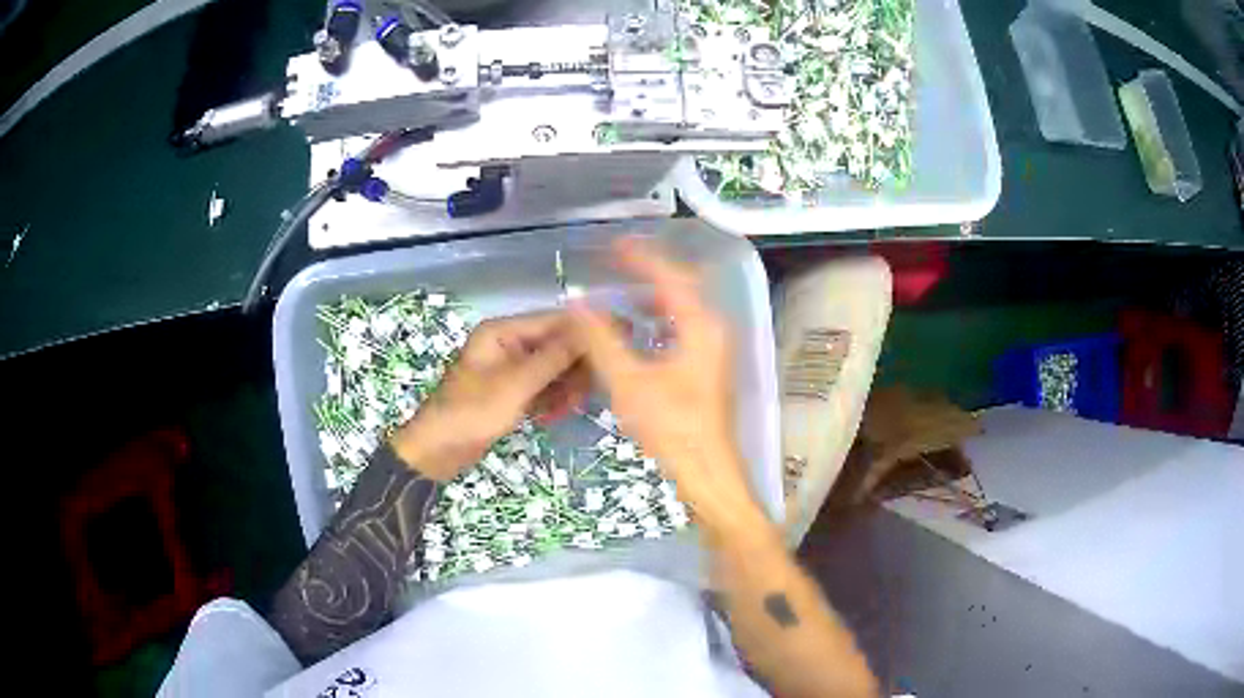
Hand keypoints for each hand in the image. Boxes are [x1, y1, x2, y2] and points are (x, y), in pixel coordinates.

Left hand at [391, 312, 586, 479]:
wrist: (437, 452)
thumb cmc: (471, 413)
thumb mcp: (516, 384)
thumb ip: (554, 356)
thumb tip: (590, 327)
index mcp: (502, 332)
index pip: (554, 320)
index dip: (588, 328)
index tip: (625, 333)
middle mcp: (508, 344)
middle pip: (556, 345)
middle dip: (575, 366)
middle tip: (592, 389)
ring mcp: (510, 369)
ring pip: (553, 370)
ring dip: (565, 387)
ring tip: (567, 408)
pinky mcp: (511, 392)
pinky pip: (542, 388)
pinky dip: (550, 400)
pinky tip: (551, 417)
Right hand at [571, 238, 764, 537]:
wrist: (707, 472)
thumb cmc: (672, 428)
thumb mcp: (629, 383)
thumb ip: (600, 340)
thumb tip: (577, 303)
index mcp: (700, 326)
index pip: (670, 276)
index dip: (641, 257)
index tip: (613, 245)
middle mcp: (712, 330)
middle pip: (679, 288)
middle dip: (645, 275)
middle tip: (612, 266)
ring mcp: (712, 350)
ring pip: (680, 311)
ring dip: (649, 300)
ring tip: (616, 297)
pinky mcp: (706, 368)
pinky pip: (680, 330)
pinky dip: (656, 323)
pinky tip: (634, 334)